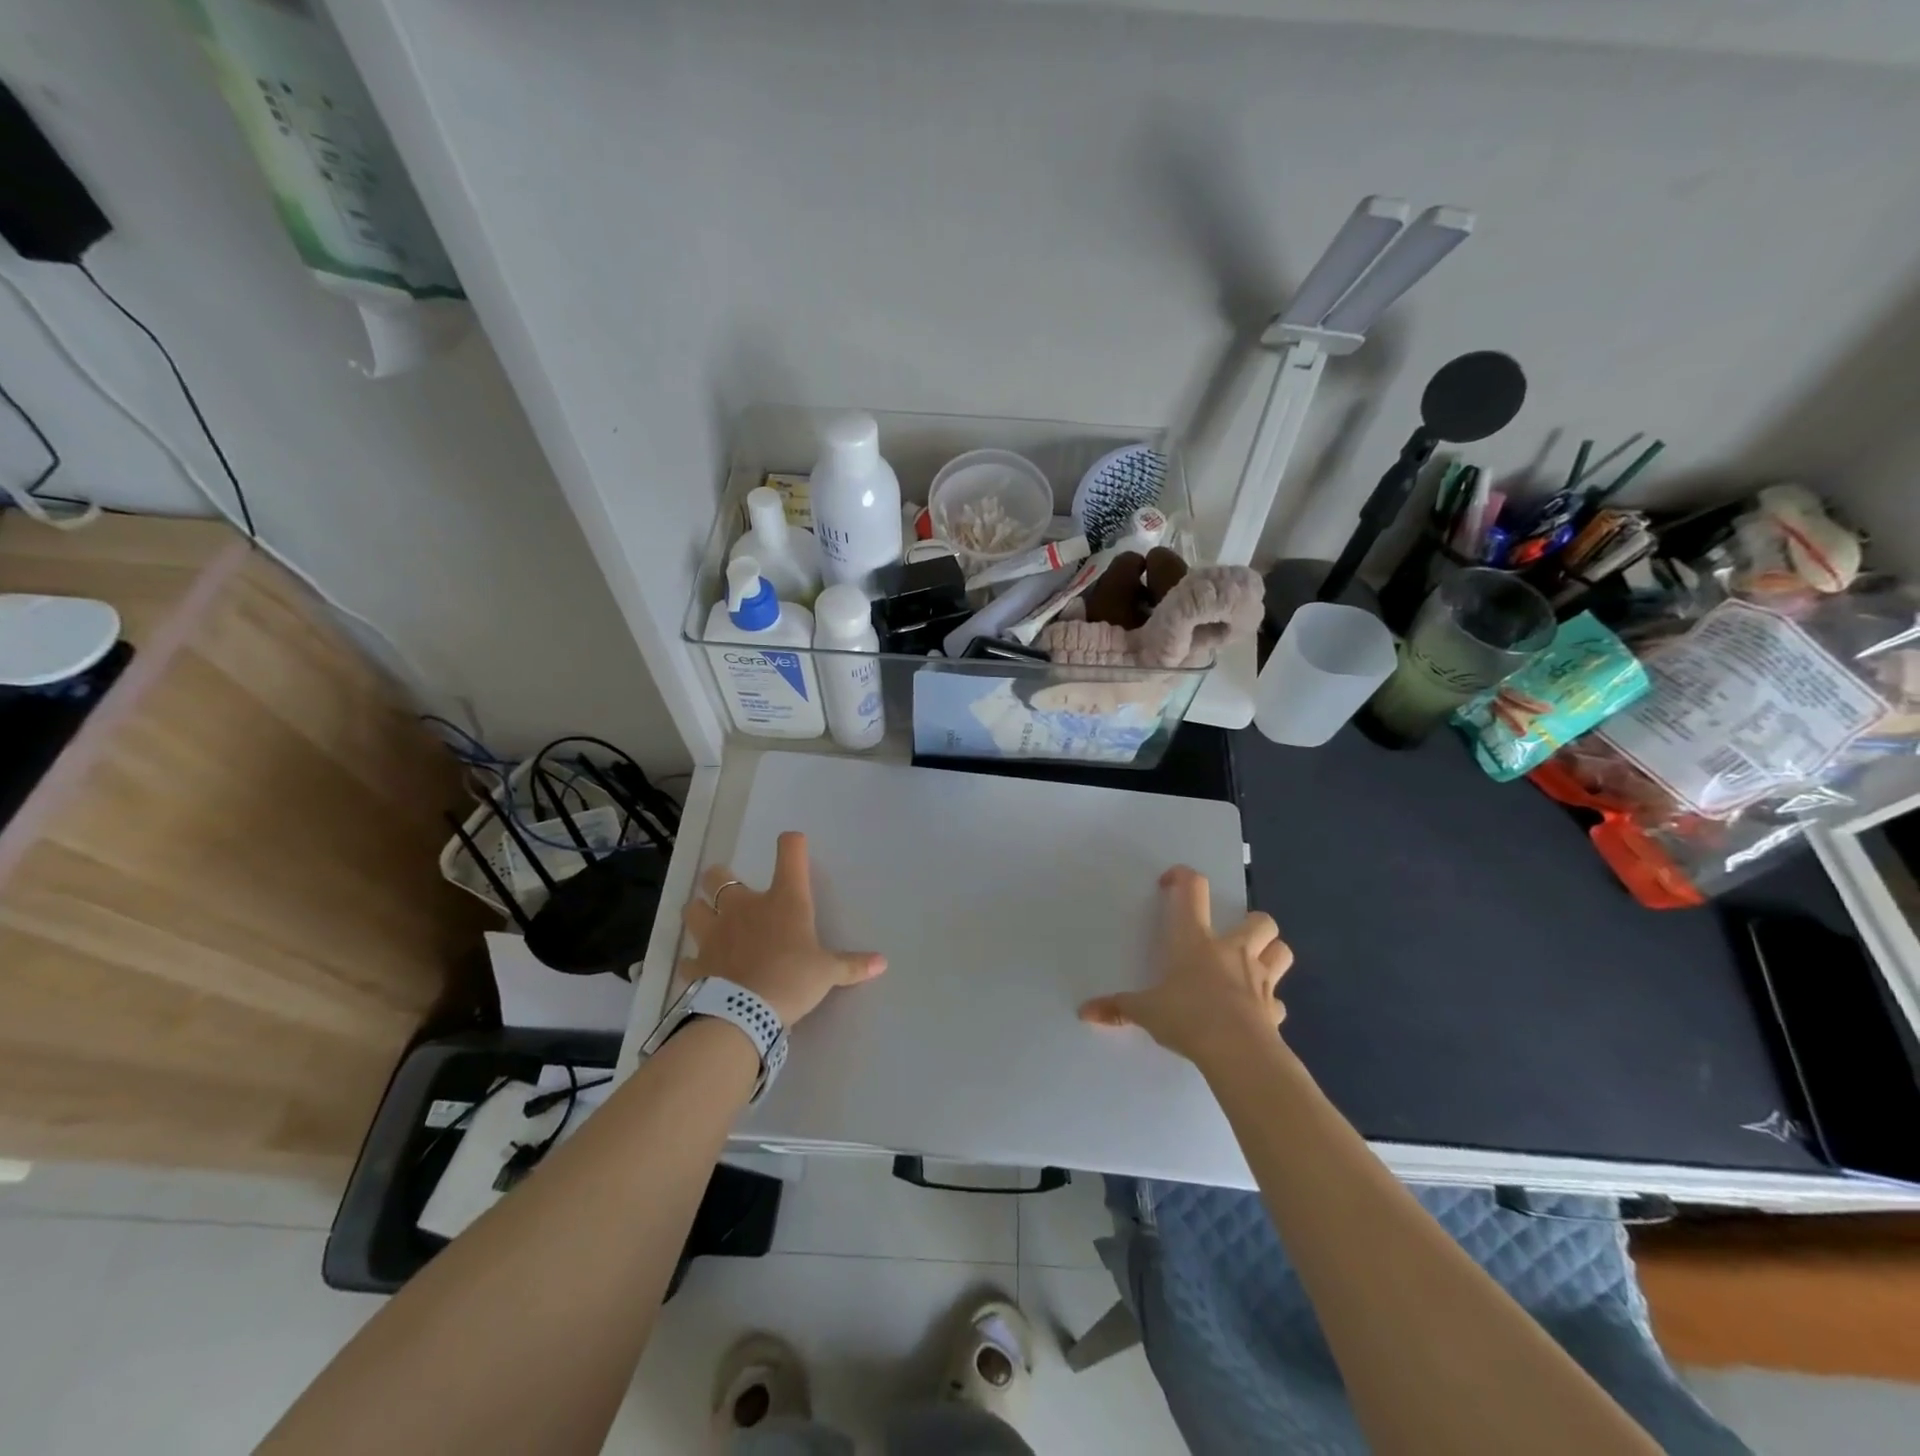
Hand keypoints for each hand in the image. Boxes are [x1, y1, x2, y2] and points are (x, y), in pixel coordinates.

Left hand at [682, 832, 886, 1027]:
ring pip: (693, 909)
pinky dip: (694, 961)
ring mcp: (714, 933)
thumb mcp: (828, 973)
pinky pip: (689, 957)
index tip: (793, 843)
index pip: (789, 854)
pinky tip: (701, 967)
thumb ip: (852, 965)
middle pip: (718, 876)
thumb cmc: (792, 980)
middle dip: (720, 878)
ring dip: (699, 911)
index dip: (792, 844)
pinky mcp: (697, 963)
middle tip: (729, 888)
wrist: (745, 1013)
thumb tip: (883, 962)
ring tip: (708, 920)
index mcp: (782, 901)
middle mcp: (743, 907)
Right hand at [1078, 865, 1291, 1066]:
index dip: (1183, 878)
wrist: (1238, 1052)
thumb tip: (1085, 1011)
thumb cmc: (1188, 1017)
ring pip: (1281, 951)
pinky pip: (1278, 1002)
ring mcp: (1260, 979)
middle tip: (1229, 937)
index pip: (1193, 890)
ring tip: (1252, 965)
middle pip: (1259, 919)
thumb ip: (1118, 1008)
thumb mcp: (1146, 1011)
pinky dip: (1269, 1004)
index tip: (1171, 883)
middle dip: (1250, 922)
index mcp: (1196, 940)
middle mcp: (1233, 951)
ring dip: (1270, 953)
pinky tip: (1254, 1013)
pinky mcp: (1274, 1010)